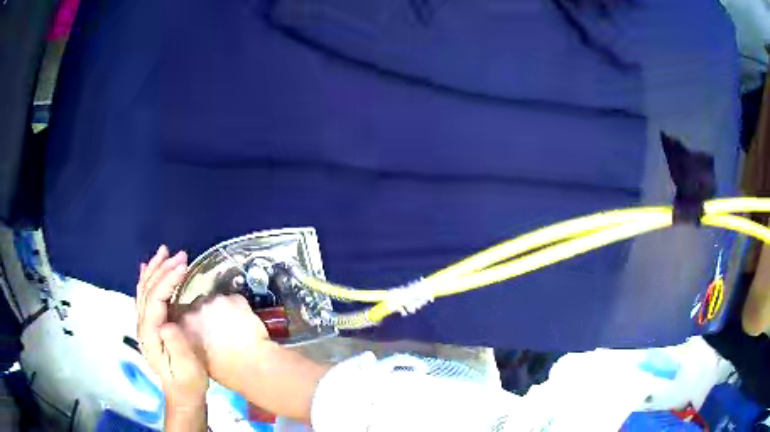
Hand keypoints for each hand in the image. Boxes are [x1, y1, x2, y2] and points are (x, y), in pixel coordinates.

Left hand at [137, 246, 208, 409]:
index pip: (155, 298)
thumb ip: (176, 346)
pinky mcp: (149, 325)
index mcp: (150, 334)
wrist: (181, 394)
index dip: (168, 279)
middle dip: (162, 269)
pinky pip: (144, 296)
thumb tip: (167, 322)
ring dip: (154, 269)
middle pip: (147, 289)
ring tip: (164, 252)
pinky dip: (146, 278)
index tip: (184, 265)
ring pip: (143, 289)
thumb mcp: (187, 368)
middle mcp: (142, 325)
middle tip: (180, 255)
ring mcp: (143, 324)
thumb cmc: (188, 382)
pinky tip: (147, 267)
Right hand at [179, 294, 270, 394]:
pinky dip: (241, 309)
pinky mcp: (234, 299)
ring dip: (224, 310)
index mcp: (183, 326)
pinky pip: (236, 301)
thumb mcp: (199, 359)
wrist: (252, 367)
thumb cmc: (226, 372)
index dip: (195, 321)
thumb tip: (197, 337)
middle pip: (200, 304)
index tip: (204, 329)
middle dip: (208, 313)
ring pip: (218, 301)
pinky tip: (246, 324)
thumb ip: (192, 342)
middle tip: (220, 328)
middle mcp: (195, 308)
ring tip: (235, 326)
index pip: (184, 315)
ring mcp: (214, 301)